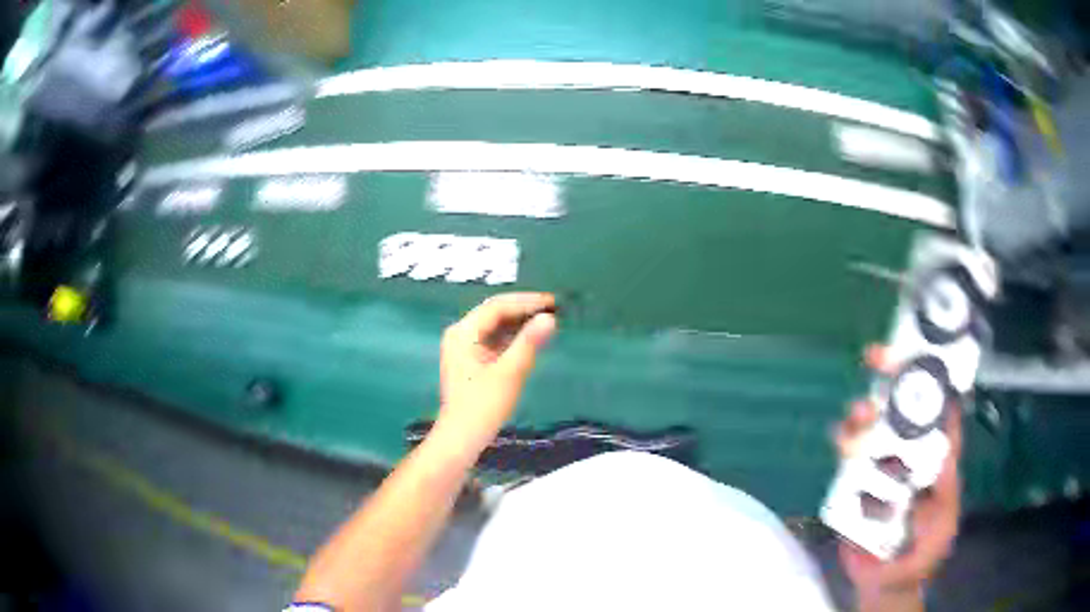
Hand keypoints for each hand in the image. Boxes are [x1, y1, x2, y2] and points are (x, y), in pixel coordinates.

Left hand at [437, 293, 556, 451]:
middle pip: (495, 313)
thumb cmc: (483, 406)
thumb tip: (550, 318)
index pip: (497, 306)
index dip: (527, 302)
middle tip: (554, 309)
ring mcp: (464, 347)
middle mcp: (460, 334)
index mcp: (463, 333)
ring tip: (548, 320)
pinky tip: (532, 339)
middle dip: (524, 309)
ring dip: (520, 323)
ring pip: (495, 326)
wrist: (461, 438)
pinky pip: (494, 340)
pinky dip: (513, 338)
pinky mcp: (471, 360)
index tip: (553, 302)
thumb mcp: (509, 373)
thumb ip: (529, 342)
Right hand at [835, 346, 961, 602]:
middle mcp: (910, 454)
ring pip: (873, 426)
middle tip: (878, 358)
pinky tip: (842, 438)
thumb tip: (944, 453)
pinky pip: (849, 456)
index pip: (939, 412)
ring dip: (865, 411)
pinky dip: (844, 440)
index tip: (922, 354)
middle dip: (891, 378)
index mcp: (936, 459)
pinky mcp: (855, 484)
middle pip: (902, 408)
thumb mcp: (943, 524)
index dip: (934, 379)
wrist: (884, 583)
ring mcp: (882, 467)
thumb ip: (945, 494)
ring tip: (859, 414)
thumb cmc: (922, 554)